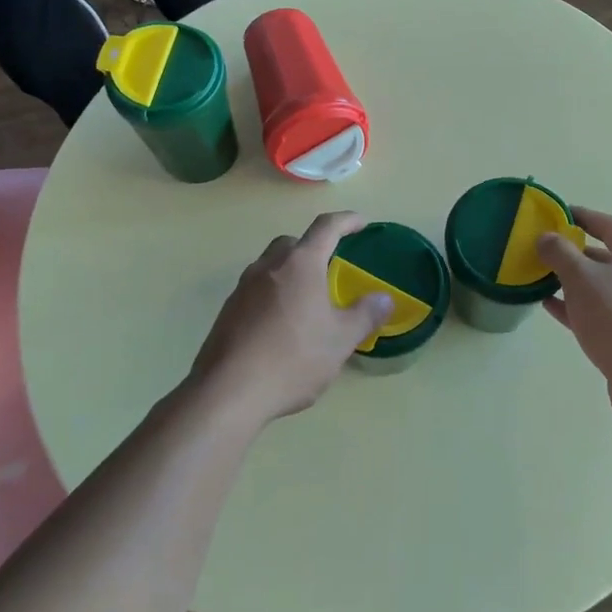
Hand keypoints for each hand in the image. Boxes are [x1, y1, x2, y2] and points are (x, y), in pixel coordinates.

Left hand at [191, 212, 392, 426]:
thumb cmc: (293, 358)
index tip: (361, 222)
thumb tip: (384, 298)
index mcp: (300, 264)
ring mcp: (243, 287)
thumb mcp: (340, 340)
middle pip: (292, 243)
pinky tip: (282, 325)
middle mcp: (269, 266)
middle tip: (330, 267)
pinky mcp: (228, 311)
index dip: (346, 221)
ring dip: (290, 272)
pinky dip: (273, 295)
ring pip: (271, 266)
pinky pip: (256, 290)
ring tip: (307, 300)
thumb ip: (364, 315)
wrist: (228, 391)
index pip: (326, 228)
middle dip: (313, 248)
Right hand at [538, 209, 611, 430]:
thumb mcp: (581, 278)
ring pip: (600, 286)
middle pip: (604, 256)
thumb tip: (547, 238)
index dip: (579, 217)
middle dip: (572, 252)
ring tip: (539, 278)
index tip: (554, 214)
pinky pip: (599, 312)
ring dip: (571, 281)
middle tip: (541, 249)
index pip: (606, 224)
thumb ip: (559, 253)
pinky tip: (550, 306)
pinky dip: (576, 306)